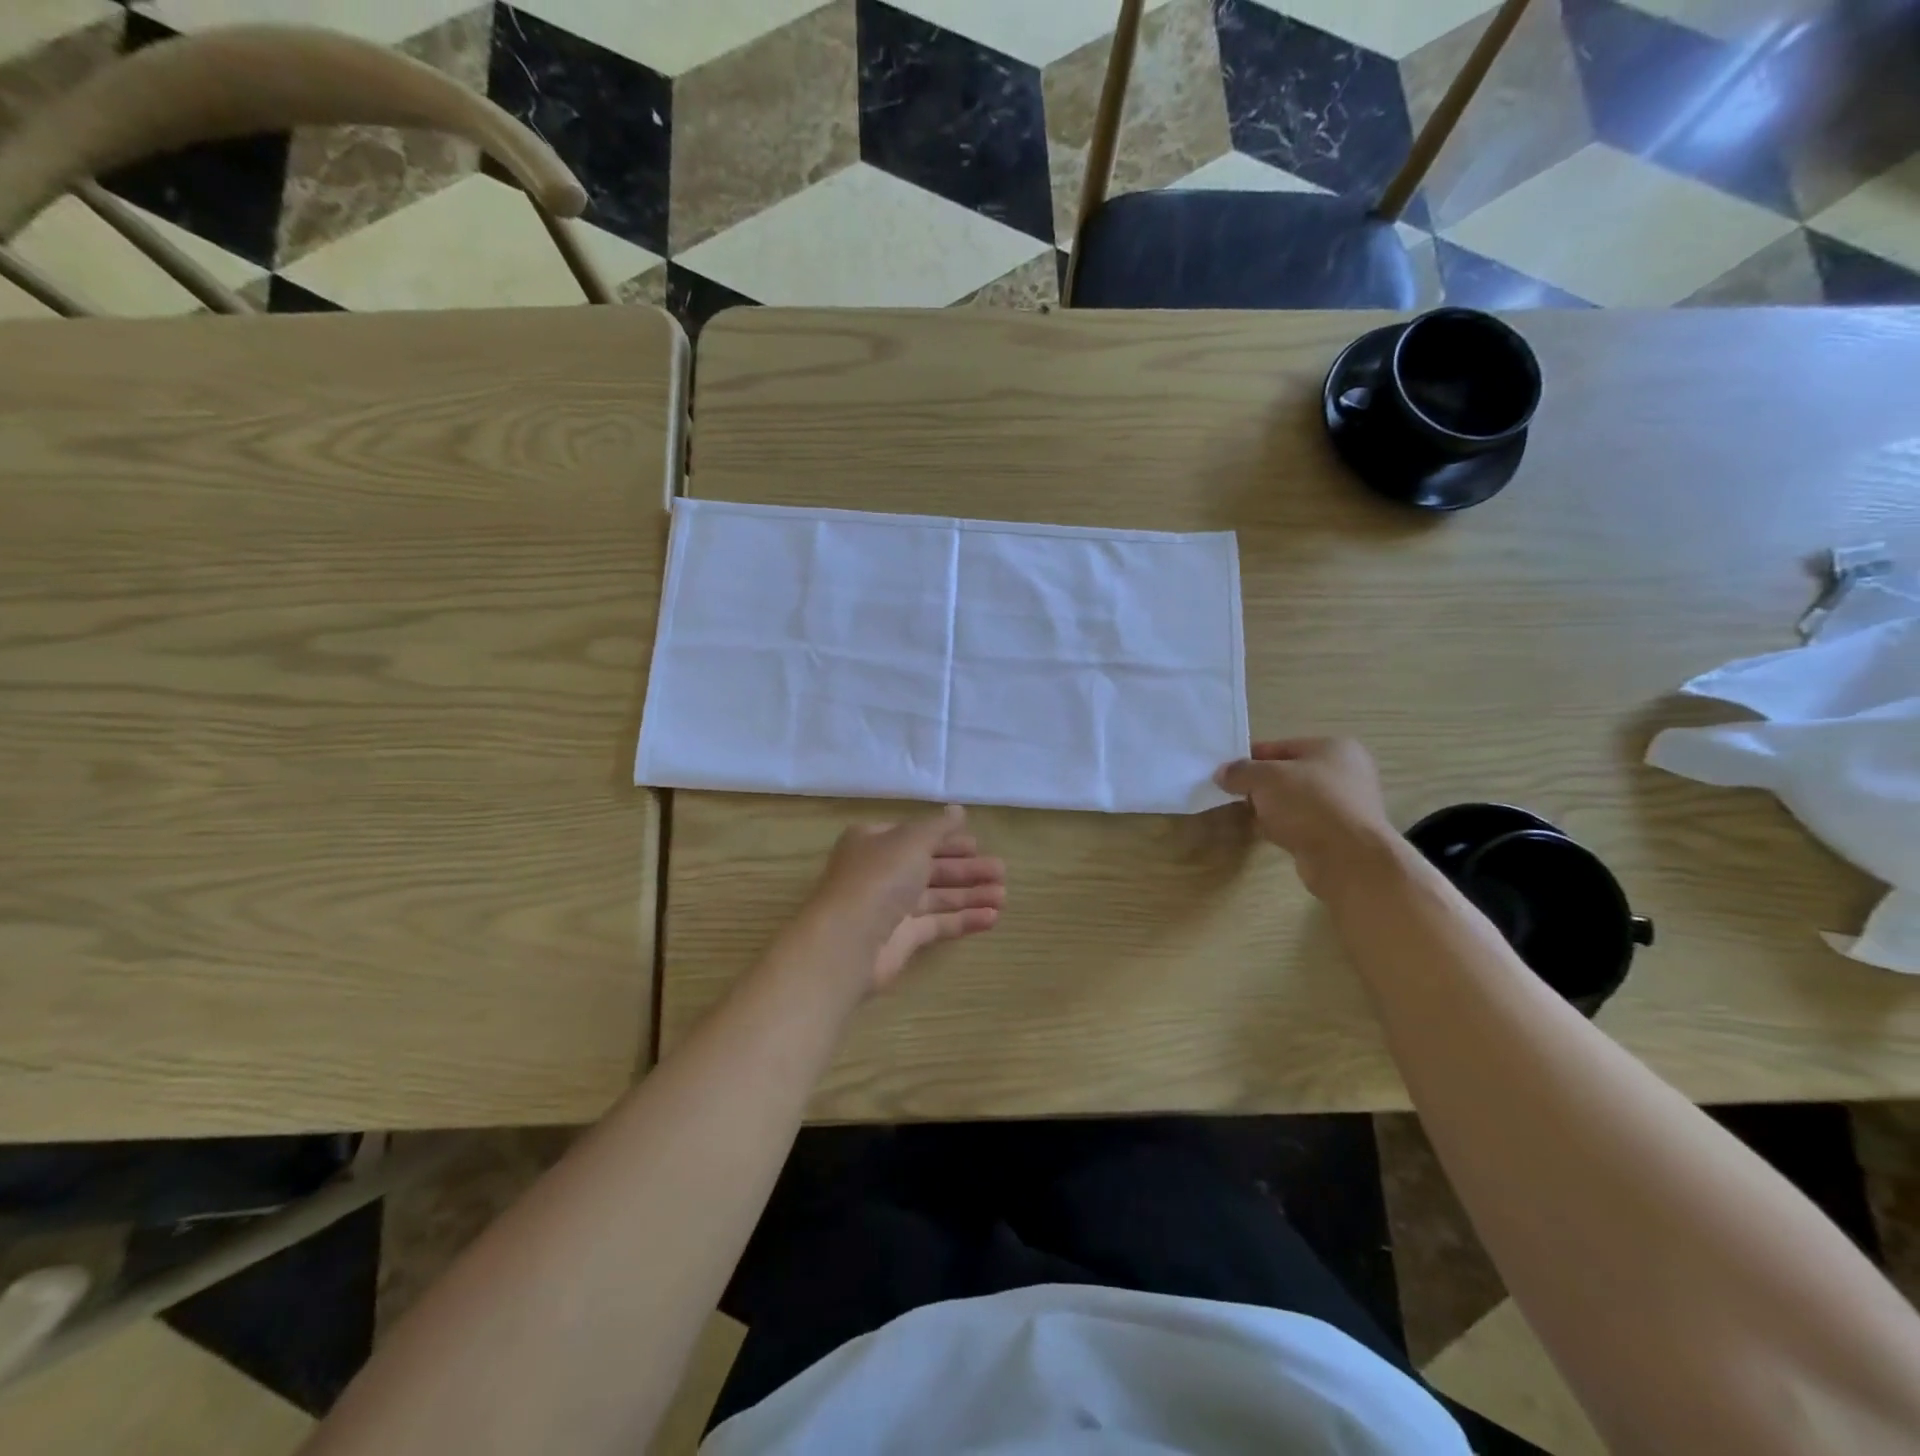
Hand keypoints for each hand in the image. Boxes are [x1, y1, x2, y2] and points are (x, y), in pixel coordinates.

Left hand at [796, 806, 1004, 994]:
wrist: (848, 942)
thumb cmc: (879, 878)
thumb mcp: (911, 841)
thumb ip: (938, 827)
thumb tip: (958, 811)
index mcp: (875, 842)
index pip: (916, 836)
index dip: (947, 839)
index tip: (977, 844)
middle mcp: (881, 873)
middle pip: (930, 867)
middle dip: (966, 869)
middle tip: (1001, 870)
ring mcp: (891, 907)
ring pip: (937, 896)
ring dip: (970, 894)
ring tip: (1004, 895)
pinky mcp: (902, 938)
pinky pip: (938, 923)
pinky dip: (964, 919)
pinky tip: (992, 918)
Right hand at [1216, 738, 1397, 898]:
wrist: (1348, 859)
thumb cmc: (1310, 805)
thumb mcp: (1265, 778)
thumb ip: (1240, 772)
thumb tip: (1222, 773)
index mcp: (1334, 748)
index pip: (1280, 746)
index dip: (1249, 758)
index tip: (1225, 773)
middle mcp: (1345, 773)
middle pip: (1287, 774)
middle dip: (1259, 785)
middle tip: (1234, 796)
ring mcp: (1345, 806)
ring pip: (1294, 801)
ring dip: (1271, 808)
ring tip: (1249, 817)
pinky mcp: (1339, 835)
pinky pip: (1302, 824)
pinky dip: (1284, 827)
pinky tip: (1269, 835)